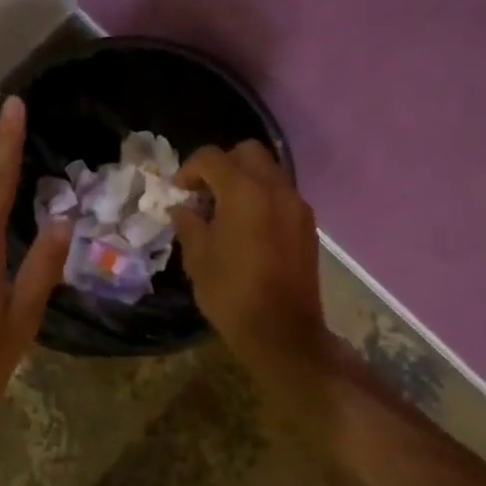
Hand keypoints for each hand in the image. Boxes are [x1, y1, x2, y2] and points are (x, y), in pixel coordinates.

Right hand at [171, 142, 332, 387]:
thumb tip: (184, 208)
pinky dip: (262, 198)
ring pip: (269, 172)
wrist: (283, 332)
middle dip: (222, 165)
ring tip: (225, 211)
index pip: (212, 157)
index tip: (178, 192)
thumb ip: (189, 223)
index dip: (189, 169)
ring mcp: (297, 205)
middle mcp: (275, 188)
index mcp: (244, 191)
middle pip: (247, 152)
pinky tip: (247, 228)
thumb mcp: (197, 257)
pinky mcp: (307, 225)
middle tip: (204, 192)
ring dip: (244, 180)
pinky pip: (281, 195)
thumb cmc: (231, 293)